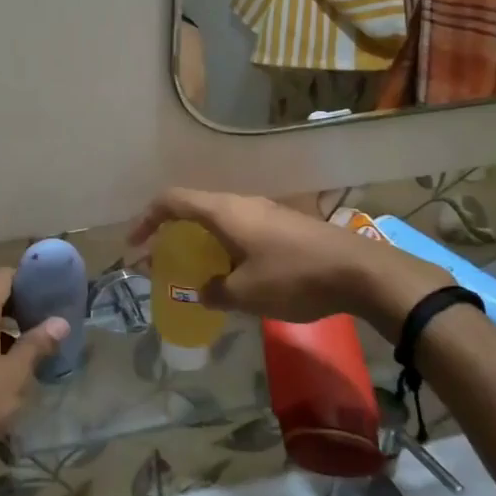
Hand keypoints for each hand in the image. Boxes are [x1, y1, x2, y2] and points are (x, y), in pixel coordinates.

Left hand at [0, 268, 67, 492]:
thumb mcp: (15, 375)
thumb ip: (37, 344)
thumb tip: (60, 321)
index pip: (2, 277)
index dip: (28, 279)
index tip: (51, 293)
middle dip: (20, 308)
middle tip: (48, 323)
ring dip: (6, 331)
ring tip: (33, 350)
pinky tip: (6, 374)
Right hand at [130, 188, 453, 342]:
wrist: (360, 272)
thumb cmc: (294, 278)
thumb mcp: (246, 294)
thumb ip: (215, 292)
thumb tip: (203, 292)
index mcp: (224, 212)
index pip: (172, 201)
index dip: (147, 219)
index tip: (135, 244)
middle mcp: (241, 203)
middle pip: (194, 208)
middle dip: (172, 233)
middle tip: (162, 260)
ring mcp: (266, 211)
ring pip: (220, 219)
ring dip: (200, 241)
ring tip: (196, 269)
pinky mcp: (286, 224)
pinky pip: (242, 228)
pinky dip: (225, 245)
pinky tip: (235, 272)